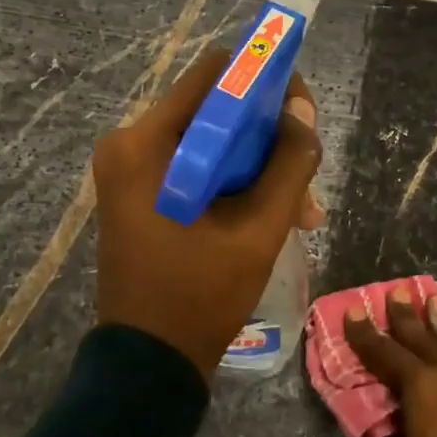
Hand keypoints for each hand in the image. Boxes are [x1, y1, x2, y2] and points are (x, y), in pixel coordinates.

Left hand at [93, 50, 323, 378]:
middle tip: (306, 171)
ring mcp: (131, 170)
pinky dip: (234, 182)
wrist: (149, 362)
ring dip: (258, 165)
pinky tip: (274, 215)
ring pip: (210, 140)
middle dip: (267, 134)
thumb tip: (302, 111)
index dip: (265, 80)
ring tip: (302, 209)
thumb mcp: (258, 230)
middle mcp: (129, 144)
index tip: (302, 112)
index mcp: (145, 143)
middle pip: (213, 108)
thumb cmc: (200, 295)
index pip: (215, 74)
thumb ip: (288, 164)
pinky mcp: (140, 193)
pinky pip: (196, 167)